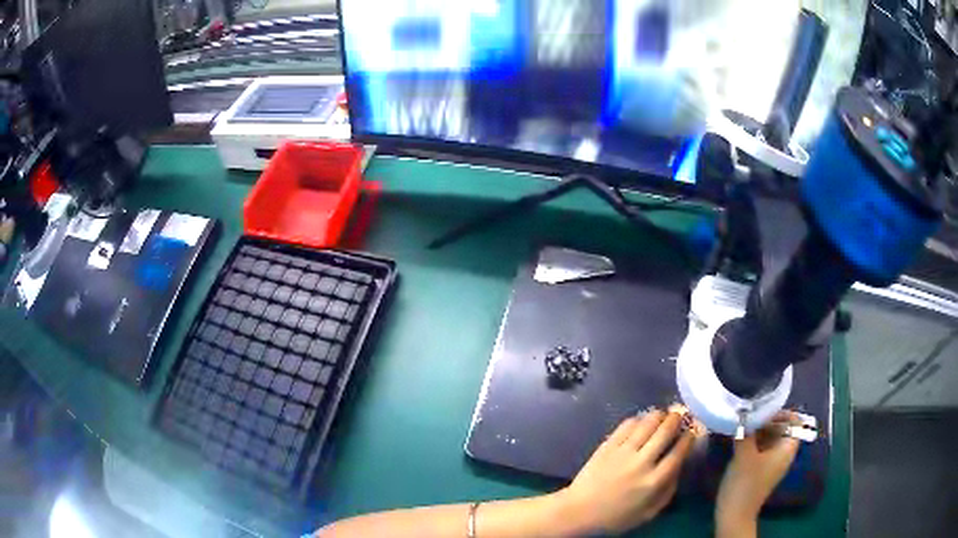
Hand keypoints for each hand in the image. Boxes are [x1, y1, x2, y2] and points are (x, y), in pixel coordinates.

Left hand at [557, 410, 694, 535]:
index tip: (691, 432)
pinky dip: (638, 420)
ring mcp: (623, 452)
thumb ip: (668, 491)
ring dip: (659, 415)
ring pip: (647, 424)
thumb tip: (679, 468)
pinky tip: (642, 421)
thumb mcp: (649, 513)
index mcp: (654, 481)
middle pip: (665, 432)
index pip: (678, 452)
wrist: (579, 512)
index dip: (688, 439)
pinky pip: (626, 426)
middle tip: (679, 416)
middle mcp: (642, 463)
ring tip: (663, 414)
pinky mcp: (607, 446)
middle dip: (676, 420)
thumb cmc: (616, 517)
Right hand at [716, 413, 800, 526]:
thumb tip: (744, 411)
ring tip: (742, 425)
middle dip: (766, 420)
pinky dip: (754, 441)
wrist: (734, 515)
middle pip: (781, 428)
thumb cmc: (745, 484)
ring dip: (758, 430)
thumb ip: (746, 431)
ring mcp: (772, 463)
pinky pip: (762, 448)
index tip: (763, 408)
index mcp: (787, 449)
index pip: (794, 421)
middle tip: (748, 415)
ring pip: (770, 438)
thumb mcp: (744, 454)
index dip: (782, 412)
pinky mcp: (760, 470)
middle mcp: (783, 454)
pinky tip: (739, 440)